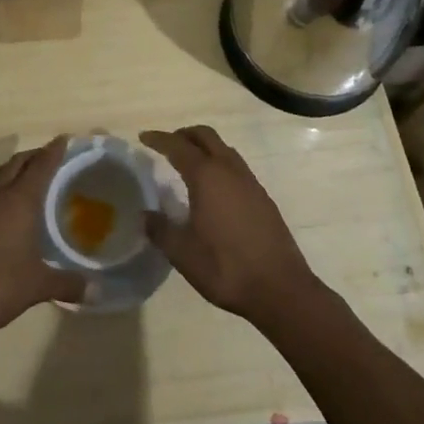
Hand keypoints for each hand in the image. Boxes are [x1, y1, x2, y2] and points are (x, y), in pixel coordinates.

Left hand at [0, 137, 83, 339]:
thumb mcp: (38, 286)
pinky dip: (0, 187)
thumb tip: (97, 291)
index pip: (41, 166)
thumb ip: (68, 284)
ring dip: (14, 168)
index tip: (65, 139)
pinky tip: (6, 207)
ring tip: (28, 174)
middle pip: (17, 163)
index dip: (54, 151)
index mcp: (19, 201)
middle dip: (34, 155)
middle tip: (51, 156)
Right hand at [140, 125, 323, 331]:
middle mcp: (229, 170)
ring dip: (204, 147)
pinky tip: (214, 189)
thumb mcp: (182, 253)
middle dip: (184, 134)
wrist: (280, 288)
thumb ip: (160, 230)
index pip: (178, 146)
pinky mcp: (263, 198)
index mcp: (207, 177)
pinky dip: (219, 164)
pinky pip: (236, 167)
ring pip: (224, 149)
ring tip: (189, 163)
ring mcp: (250, 182)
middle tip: (167, 144)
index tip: (143, 137)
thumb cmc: (225, 267)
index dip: (159, 139)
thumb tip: (145, 215)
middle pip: (205, 136)